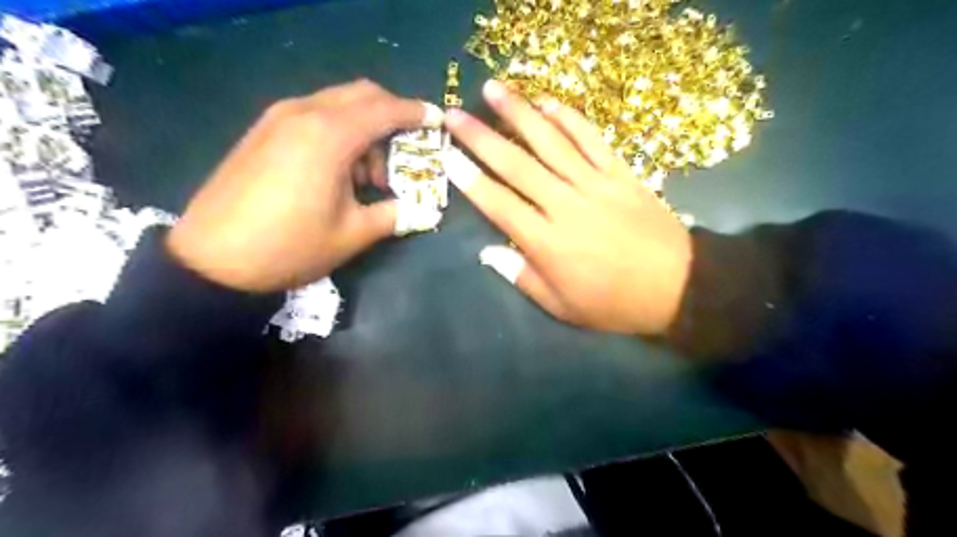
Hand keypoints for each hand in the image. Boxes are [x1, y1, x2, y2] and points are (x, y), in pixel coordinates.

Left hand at [168, 77, 443, 291]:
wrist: (212, 260)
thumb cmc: (290, 247)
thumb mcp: (352, 235)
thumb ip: (395, 215)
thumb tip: (426, 212)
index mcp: (329, 136)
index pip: (385, 110)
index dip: (415, 113)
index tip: (437, 120)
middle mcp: (304, 113)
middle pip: (361, 95)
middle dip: (391, 116)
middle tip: (404, 154)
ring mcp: (278, 118)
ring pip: (337, 104)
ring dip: (364, 129)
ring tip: (368, 177)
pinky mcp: (263, 131)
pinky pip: (314, 116)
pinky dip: (339, 132)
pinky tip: (338, 171)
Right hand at [440, 80, 696, 334]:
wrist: (678, 286)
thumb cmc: (614, 303)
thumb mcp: (562, 307)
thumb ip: (522, 278)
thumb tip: (488, 253)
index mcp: (547, 243)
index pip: (499, 205)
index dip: (471, 181)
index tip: (448, 157)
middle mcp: (565, 206)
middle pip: (517, 165)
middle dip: (481, 138)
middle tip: (454, 115)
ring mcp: (595, 185)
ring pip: (551, 142)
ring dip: (519, 113)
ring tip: (493, 89)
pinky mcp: (621, 173)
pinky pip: (592, 139)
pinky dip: (570, 119)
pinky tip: (549, 103)